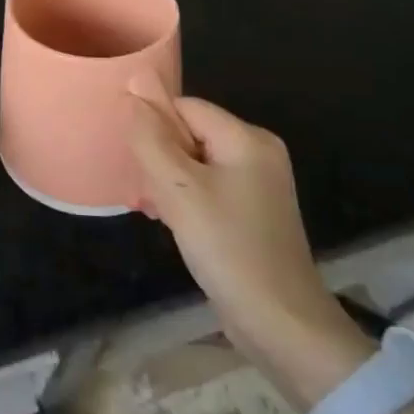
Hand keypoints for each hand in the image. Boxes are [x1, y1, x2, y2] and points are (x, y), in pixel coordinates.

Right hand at [127, 90, 360, 374]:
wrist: (281, 325)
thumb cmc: (227, 248)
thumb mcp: (179, 190)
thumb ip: (151, 138)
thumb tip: (133, 88)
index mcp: (247, 138)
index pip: (185, 107)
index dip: (155, 126)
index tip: (136, 161)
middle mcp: (258, 152)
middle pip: (190, 133)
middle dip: (159, 156)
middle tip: (143, 191)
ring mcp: (258, 185)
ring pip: (195, 162)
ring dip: (167, 181)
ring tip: (152, 209)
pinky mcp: (252, 213)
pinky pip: (207, 188)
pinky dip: (184, 199)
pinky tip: (169, 222)